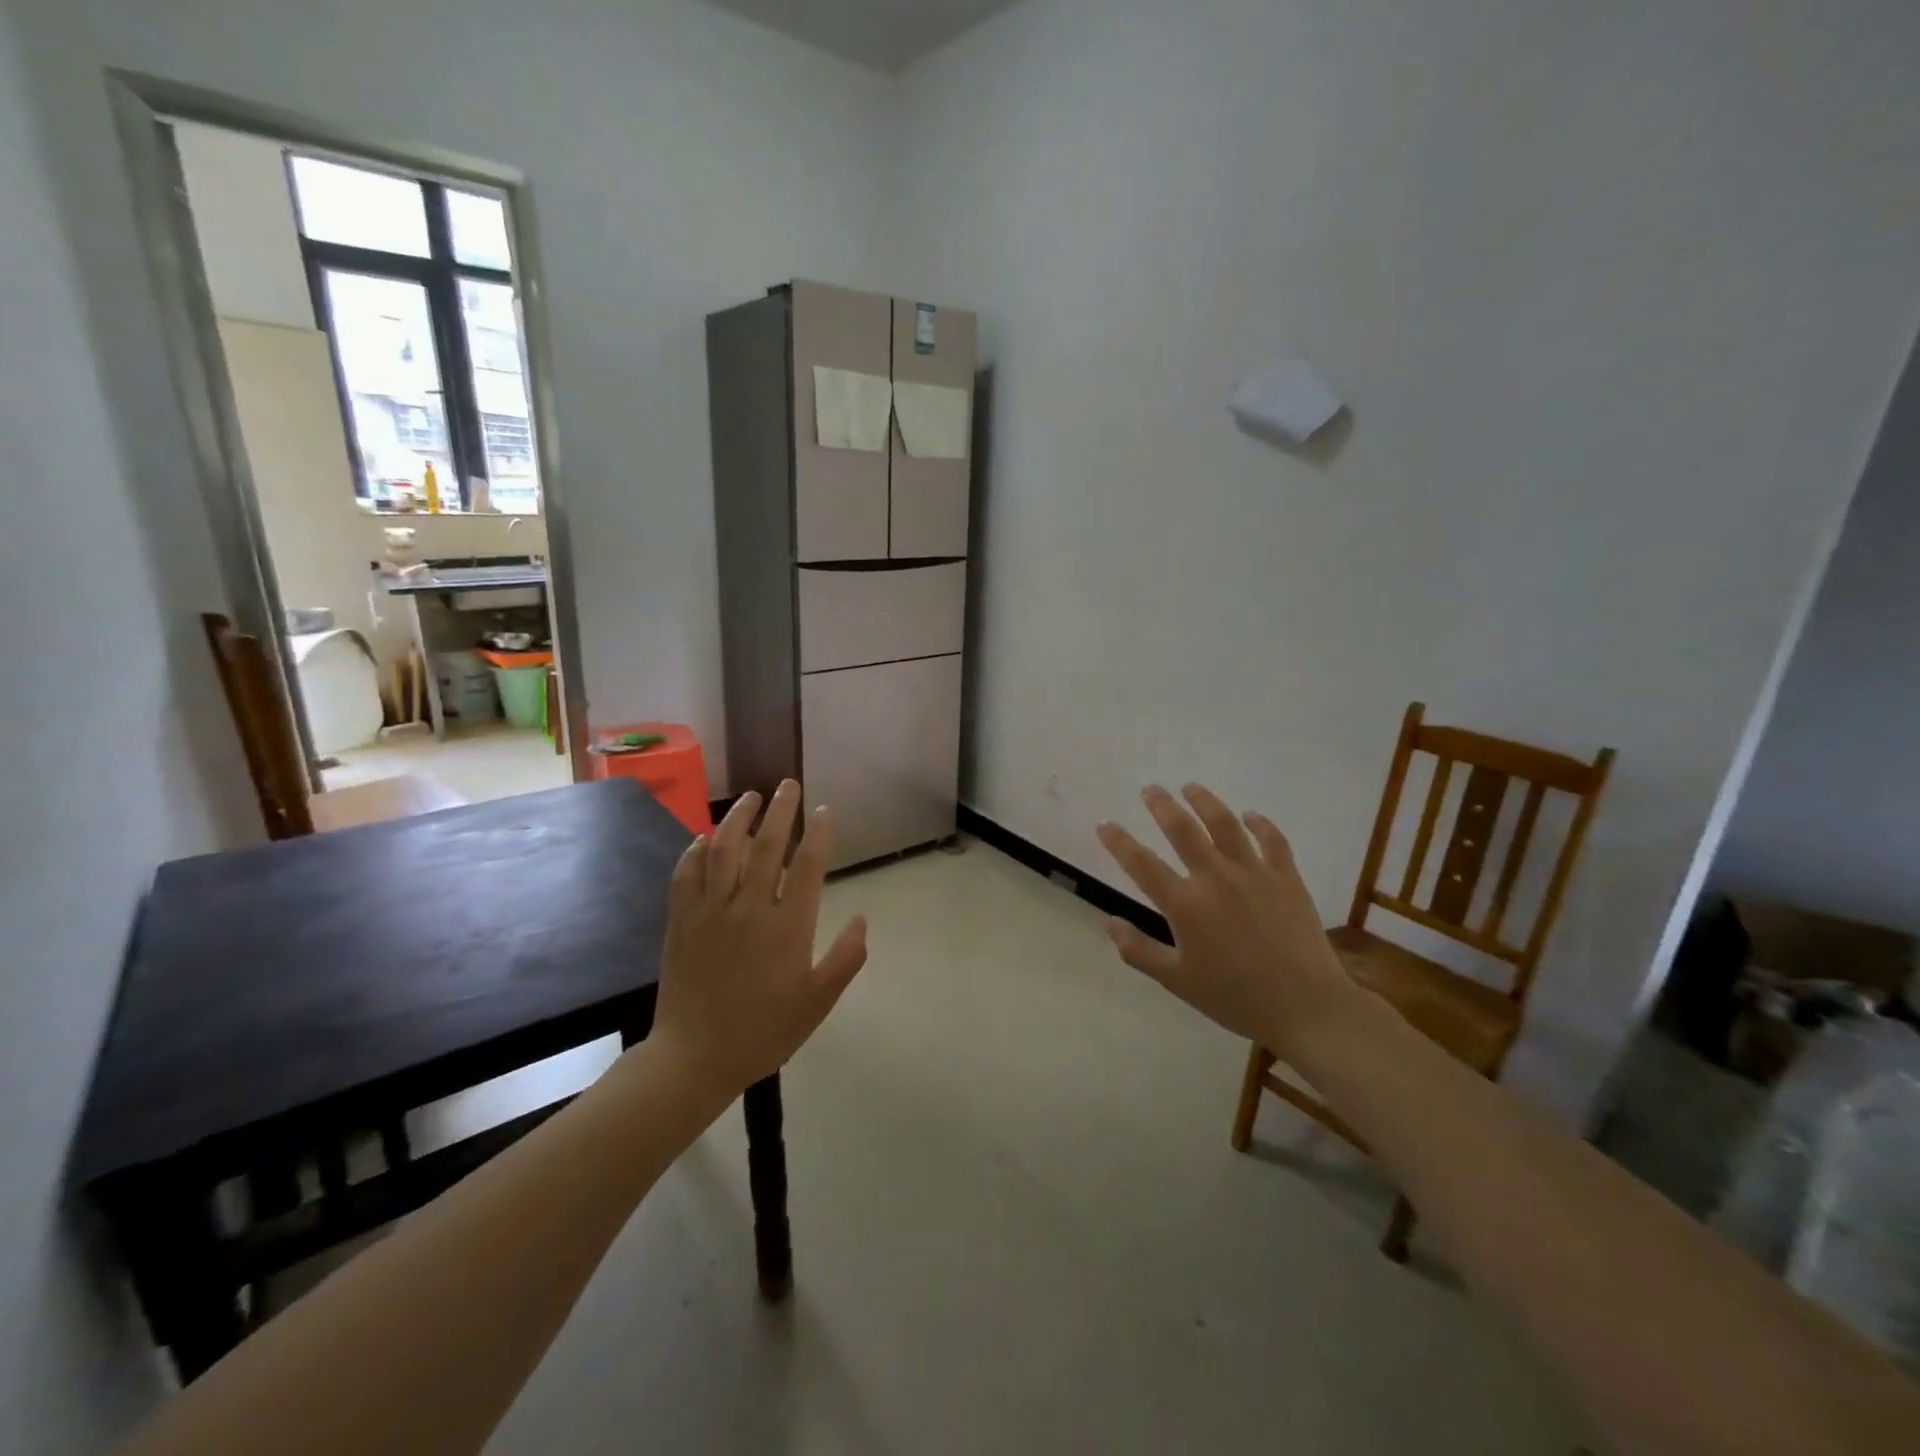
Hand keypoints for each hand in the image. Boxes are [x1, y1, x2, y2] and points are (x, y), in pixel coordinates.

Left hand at [650, 781, 868, 1098]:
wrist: (696, 1057)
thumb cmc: (764, 1031)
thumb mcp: (818, 1002)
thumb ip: (845, 959)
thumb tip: (862, 918)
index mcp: (788, 926)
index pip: (808, 864)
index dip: (818, 833)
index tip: (824, 811)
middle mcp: (750, 908)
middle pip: (766, 846)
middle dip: (780, 810)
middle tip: (787, 785)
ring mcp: (711, 912)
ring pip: (724, 850)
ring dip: (737, 818)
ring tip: (750, 797)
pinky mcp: (681, 922)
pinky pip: (686, 876)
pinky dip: (695, 852)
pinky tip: (703, 838)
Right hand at [1096, 784, 1354, 1053]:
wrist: (1306, 1006)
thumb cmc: (1235, 998)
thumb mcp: (1177, 981)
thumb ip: (1138, 951)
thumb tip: (1109, 922)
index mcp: (1185, 905)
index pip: (1141, 863)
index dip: (1118, 841)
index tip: (1104, 824)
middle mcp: (1215, 878)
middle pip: (1182, 829)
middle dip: (1162, 805)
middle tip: (1150, 789)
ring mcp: (1254, 873)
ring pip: (1225, 824)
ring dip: (1205, 801)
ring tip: (1191, 787)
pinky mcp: (1287, 878)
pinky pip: (1272, 840)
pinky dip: (1260, 824)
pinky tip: (1251, 815)